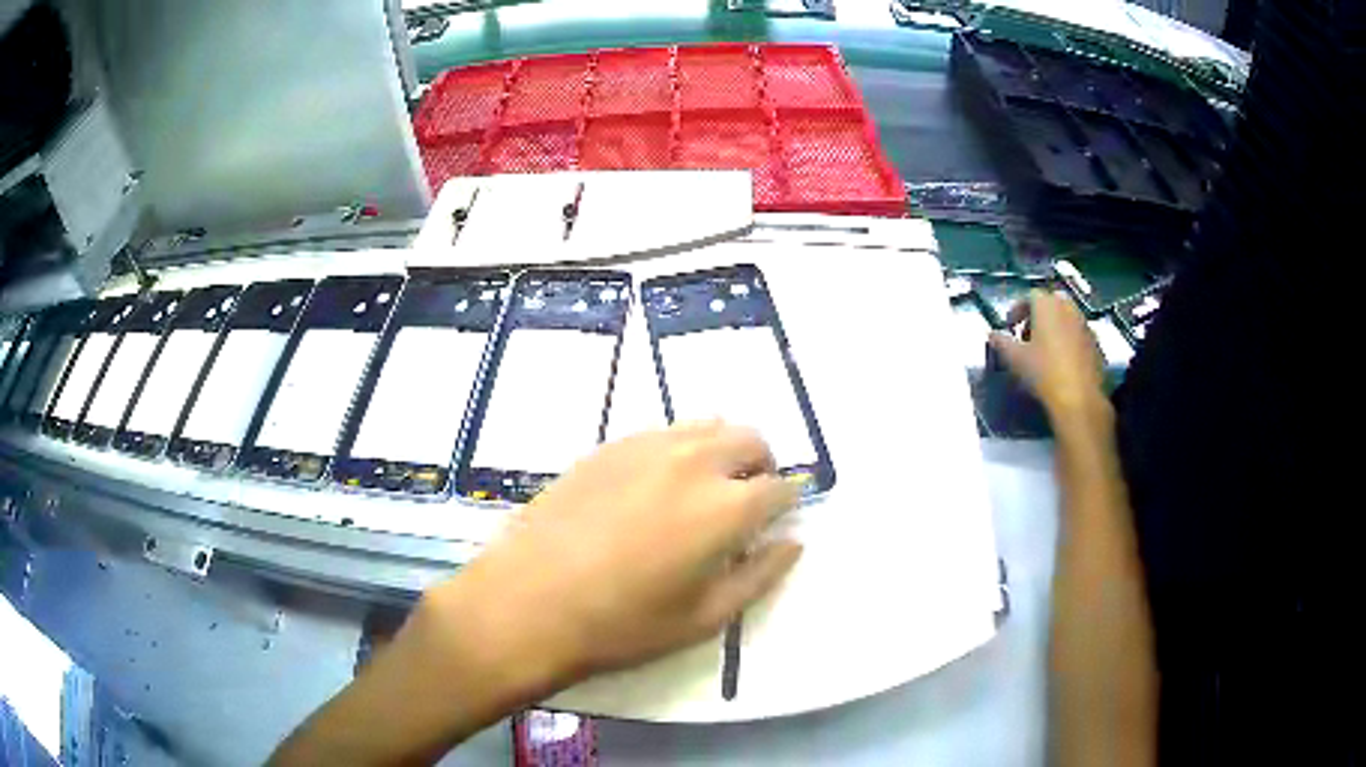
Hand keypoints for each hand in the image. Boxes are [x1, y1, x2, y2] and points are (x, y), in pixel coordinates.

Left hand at [414, 421, 802, 695]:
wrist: (529, 601)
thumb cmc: (622, 625)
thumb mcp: (704, 618)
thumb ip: (759, 576)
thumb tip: (793, 542)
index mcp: (725, 508)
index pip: (779, 487)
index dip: (786, 503)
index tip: (777, 519)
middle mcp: (693, 462)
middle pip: (749, 440)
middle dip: (760, 467)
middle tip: (745, 503)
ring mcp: (646, 446)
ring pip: (706, 426)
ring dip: (721, 451)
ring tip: (702, 491)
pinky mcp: (608, 446)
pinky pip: (662, 432)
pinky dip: (679, 450)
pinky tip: (655, 487)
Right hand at [989, 290, 1107, 422]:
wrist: (1079, 398)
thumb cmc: (1043, 372)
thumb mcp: (1014, 358)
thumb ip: (1001, 342)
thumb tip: (992, 334)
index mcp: (1047, 305)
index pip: (1030, 295)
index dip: (1018, 309)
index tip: (1010, 326)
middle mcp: (1068, 308)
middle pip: (1052, 301)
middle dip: (1039, 314)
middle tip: (1029, 334)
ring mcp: (1085, 325)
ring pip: (1068, 316)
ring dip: (1055, 326)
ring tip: (1046, 349)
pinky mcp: (1096, 344)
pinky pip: (1079, 334)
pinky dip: (1069, 340)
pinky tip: (1063, 361)